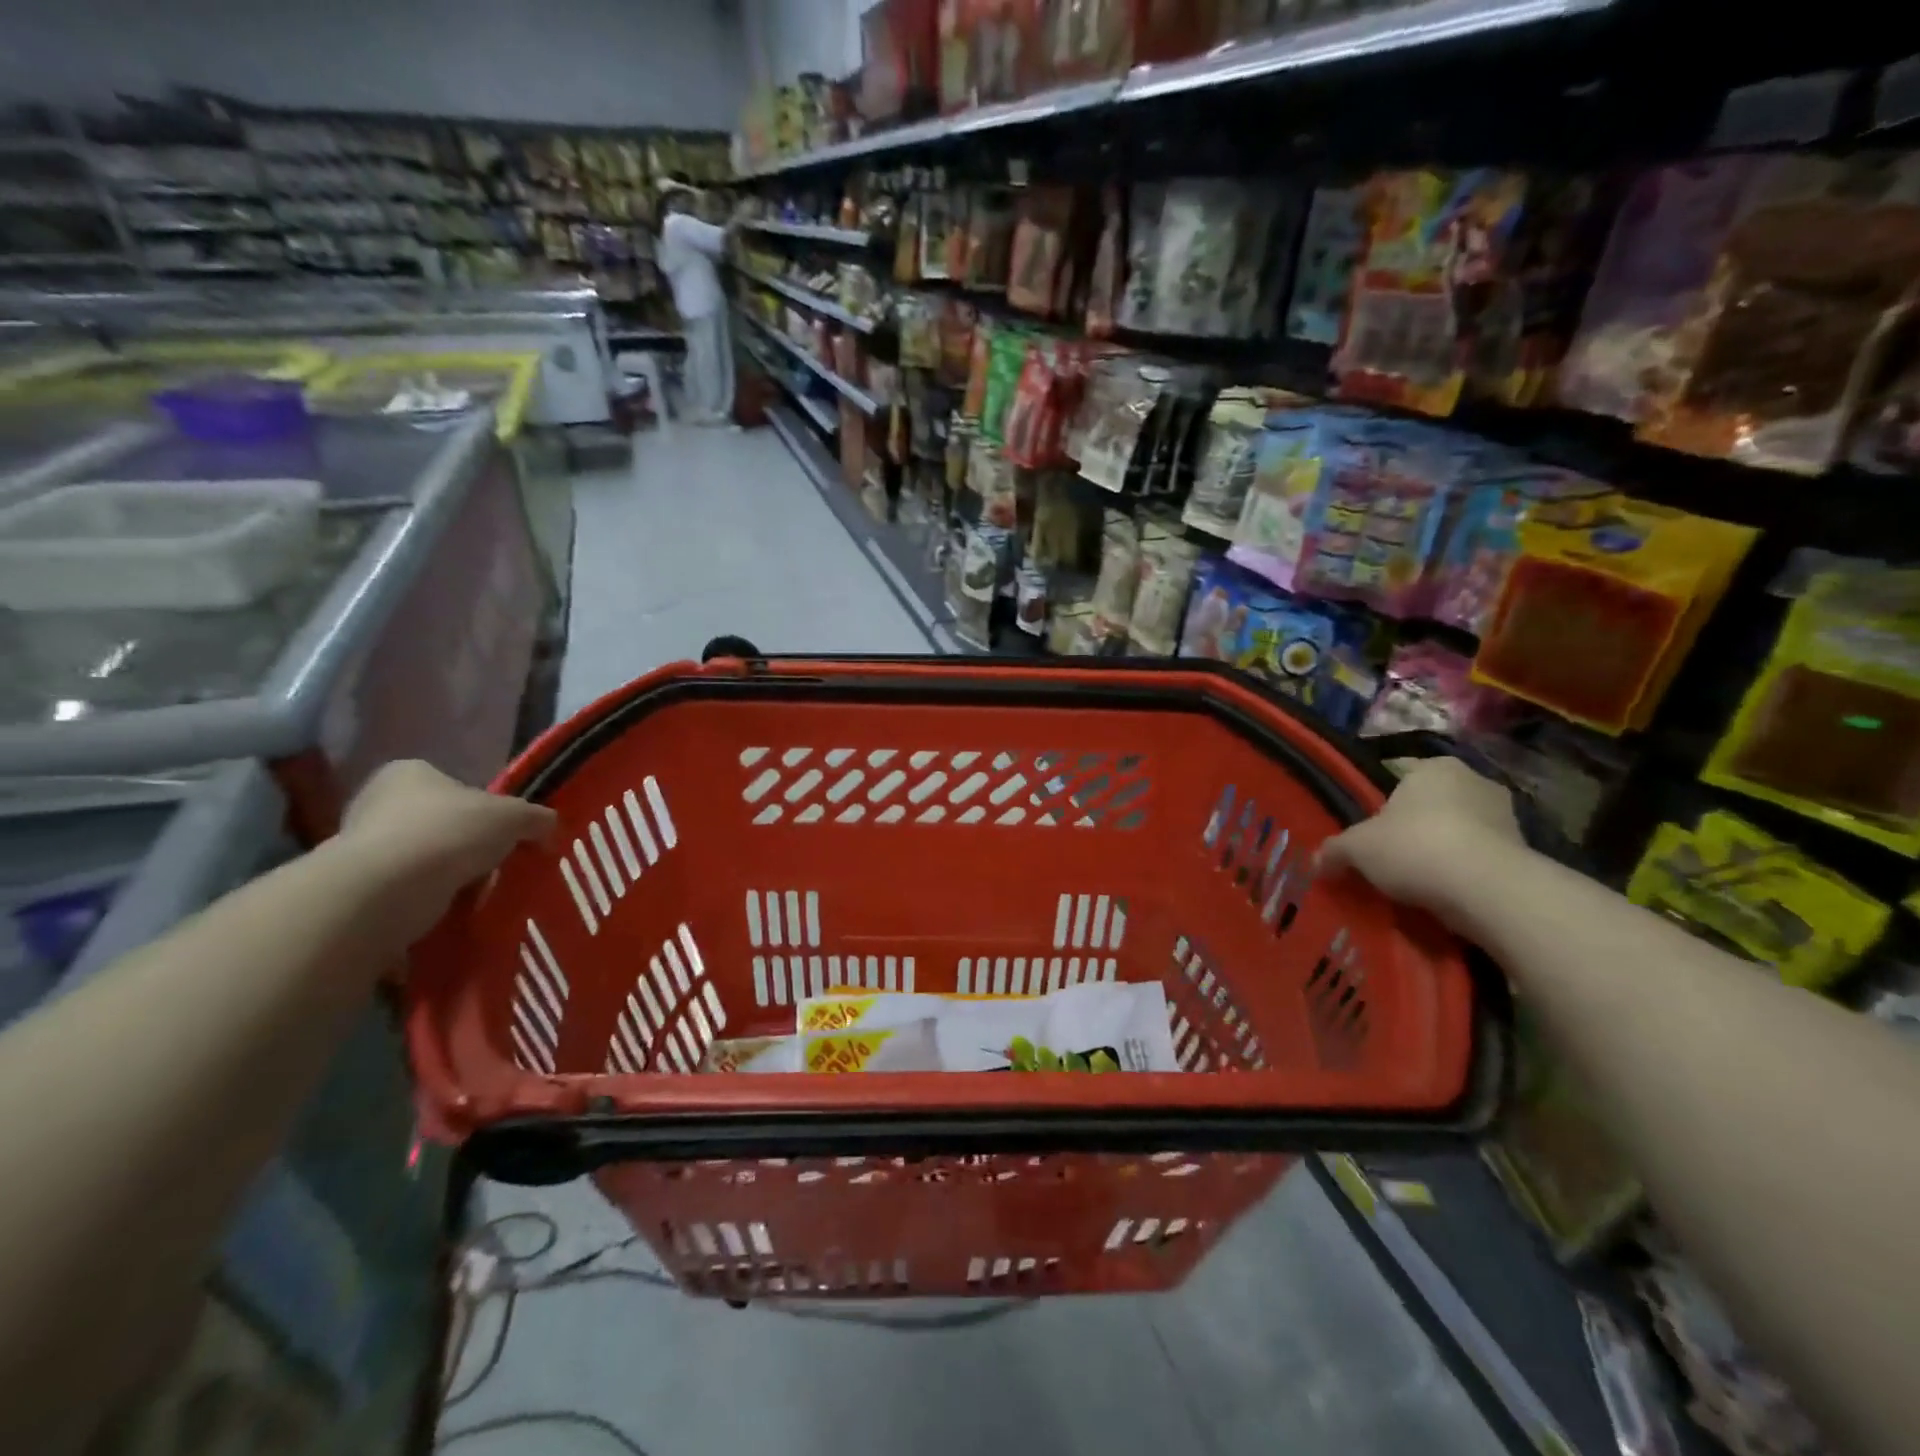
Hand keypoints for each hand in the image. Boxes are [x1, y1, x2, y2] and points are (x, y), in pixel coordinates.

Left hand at [338, 761, 555, 941]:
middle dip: (463, 844)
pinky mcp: (353, 889)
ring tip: (475, 895)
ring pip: (419, 860)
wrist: (386, 891)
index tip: (503, 833)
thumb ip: (537, 819)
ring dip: (445, 876)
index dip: (482, 807)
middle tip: (493, 865)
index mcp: (408, 773)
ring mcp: (357, 847)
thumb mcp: (515, 817)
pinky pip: (402, 893)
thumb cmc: (451, 833)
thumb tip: (550, 829)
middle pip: (435, 822)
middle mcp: (374, 803)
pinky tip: (448, 912)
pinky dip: (425, 902)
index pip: (452, 784)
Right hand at [1318, 758, 1523, 927]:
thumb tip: (1315, 862)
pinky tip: (1446, 896)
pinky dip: (1466, 874)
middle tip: (1392, 858)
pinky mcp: (1525, 853)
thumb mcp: (1357, 848)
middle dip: (1416, 828)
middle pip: (1434, 804)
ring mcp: (1507, 817)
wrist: (1487, 889)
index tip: (1373, 832)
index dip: (1384, 804)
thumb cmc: (1414, 847)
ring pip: (1461, 832)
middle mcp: (1476, 781)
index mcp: (1435, 767)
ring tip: (1418, 883)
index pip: (1403, 776)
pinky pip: (1482, 860)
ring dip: (1443, 852)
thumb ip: (1335, 850)